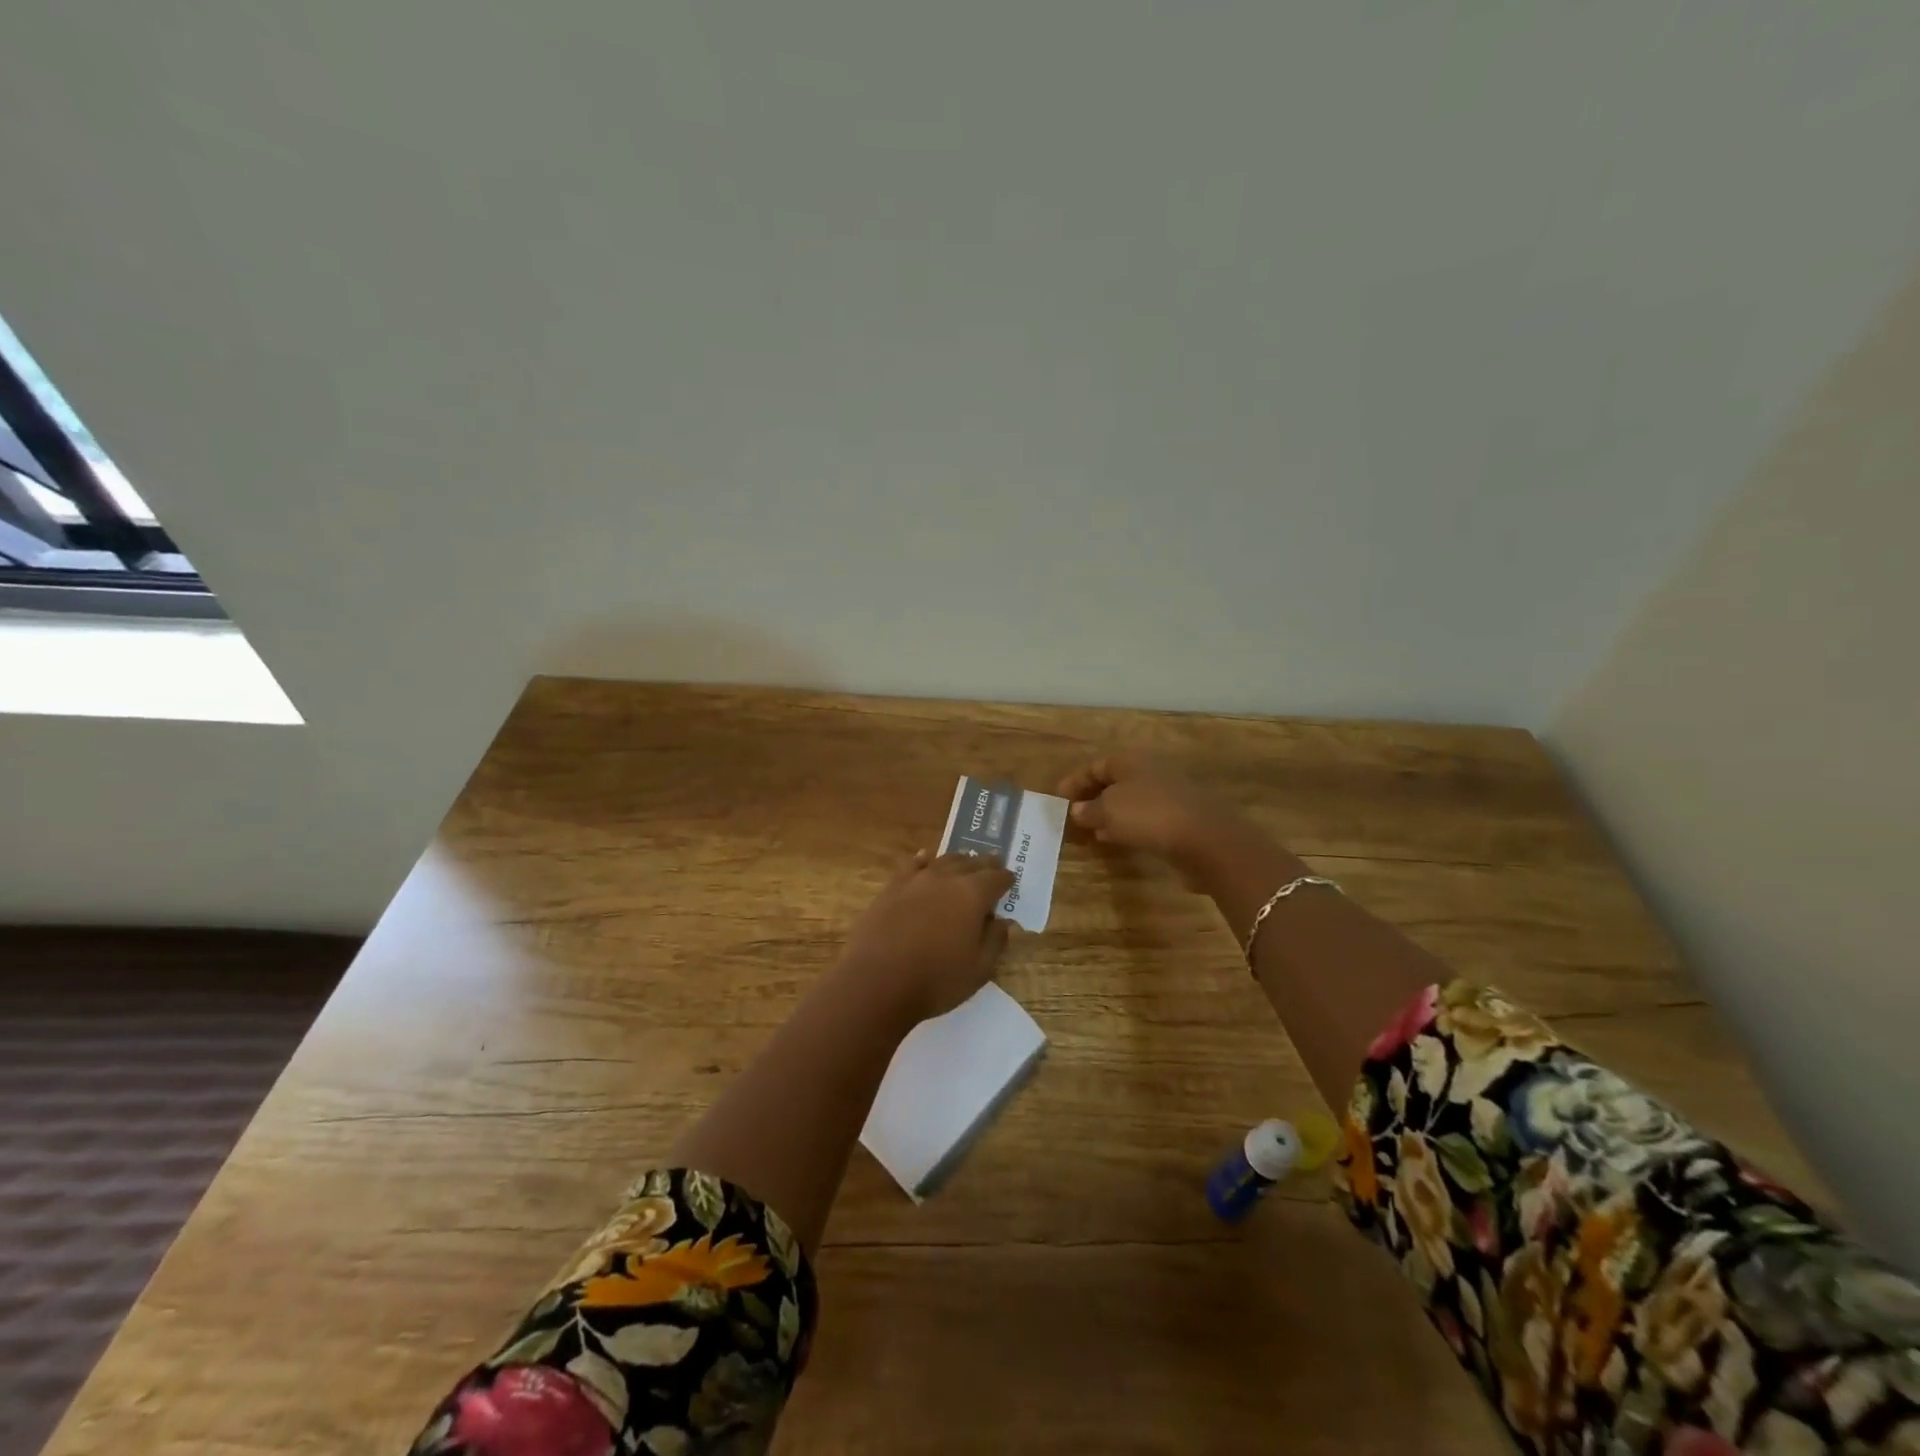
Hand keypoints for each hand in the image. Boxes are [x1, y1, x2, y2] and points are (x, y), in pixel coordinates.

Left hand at [837, 851, 1015, 1025]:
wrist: (876, 982)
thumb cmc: (935, 980)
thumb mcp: (978, 969)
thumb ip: (995, 941)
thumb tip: (1002, 921)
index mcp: (972, 895)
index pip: (996, 878)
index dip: (1006, 879)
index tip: (1010, 881)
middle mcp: (946, 878)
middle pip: (971, 863)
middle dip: (985, 864)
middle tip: (993, 865)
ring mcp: (915, 880)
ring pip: (942, 860)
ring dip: (957, 861)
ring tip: (963, 863)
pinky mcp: (891, 888)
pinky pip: (911, 865)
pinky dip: (923, 860)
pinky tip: (924, 859)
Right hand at [1056, 753, 1253, 889]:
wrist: (1206, 839)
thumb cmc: (1149, 815)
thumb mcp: (1108, 811)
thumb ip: (1089, 810)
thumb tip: (1078, 810)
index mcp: (1131, 761)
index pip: (1096, 766)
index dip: (1075, 781)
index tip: (1058, 797)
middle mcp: (1150, 772)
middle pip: (1114, 781)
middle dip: (1092, 796)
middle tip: (1072, 814)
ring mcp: (1168, 795)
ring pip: (1130, 801)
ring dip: (1109, 813)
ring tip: (1091, 830)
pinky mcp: (1179, 819)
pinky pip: (1144, 818)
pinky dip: (1127, 826)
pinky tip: (1117, 839)